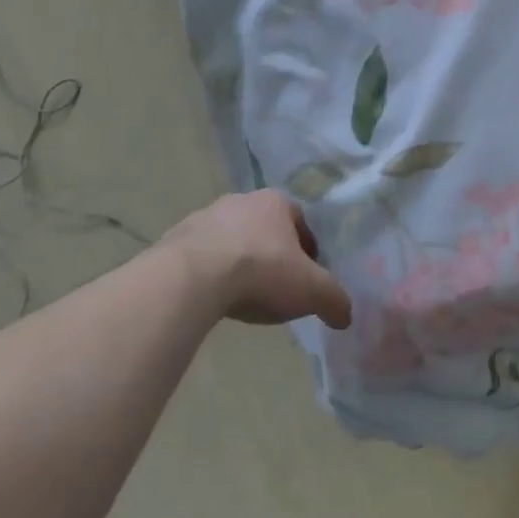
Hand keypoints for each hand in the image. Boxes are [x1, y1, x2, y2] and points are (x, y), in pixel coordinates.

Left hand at [158, 191, 352, 328]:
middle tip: (276, 287)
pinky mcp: (172, 240)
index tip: (307, 277)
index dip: (308, 250)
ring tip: (242, 297)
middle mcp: (240, 201)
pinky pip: (200, 258)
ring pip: (231, 241)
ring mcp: (202, 218)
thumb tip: (346, 316)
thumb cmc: (262, 272)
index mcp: (277, 202)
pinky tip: (212, 299)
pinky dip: (208, 275)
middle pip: (265, 229)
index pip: (301, 221)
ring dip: (238, 263)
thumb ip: (335, 300)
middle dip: (272, 255)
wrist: (190, 281)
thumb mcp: (312, 290)